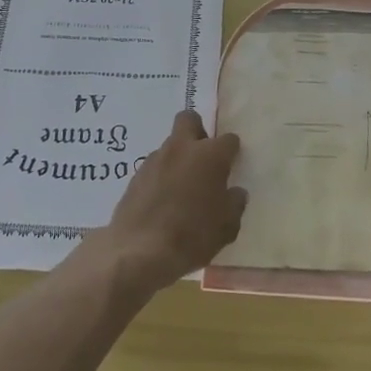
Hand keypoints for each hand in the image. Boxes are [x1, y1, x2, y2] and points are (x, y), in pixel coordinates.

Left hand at [93, 110, 246, 292]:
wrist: (141, 251)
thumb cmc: (193, 236)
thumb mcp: (227, 227)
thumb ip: (235, 204)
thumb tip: (234, 193)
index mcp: (209, 156)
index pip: (228, 140)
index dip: (232, 151)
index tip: (232, 166)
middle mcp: (182, 149)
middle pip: (189, 120)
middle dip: (198, 132)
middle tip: (204, 159)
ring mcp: (155, 159)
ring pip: (170, 145)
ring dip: (178, 158)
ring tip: (182, 188)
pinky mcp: (135, 175)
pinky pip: (155, 167)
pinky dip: (162, 176)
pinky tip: (163, 200)